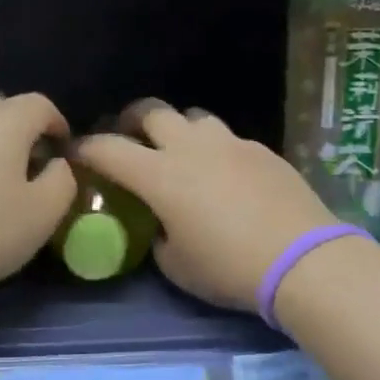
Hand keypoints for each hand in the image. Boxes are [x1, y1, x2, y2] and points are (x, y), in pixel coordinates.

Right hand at [75, 101, 336, 312]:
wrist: (302, 259)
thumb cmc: (229, 268)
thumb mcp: (177, 265)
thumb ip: (159, 237)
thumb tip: (162, 225)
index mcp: (160, 176)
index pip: (109, 149)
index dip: (86, 148)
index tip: (77, 154)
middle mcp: (191, 148)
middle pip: (152, 111)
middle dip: (131, 120)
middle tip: (129, 139)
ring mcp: (231, 143)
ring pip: (194, 117)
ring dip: (178, 130)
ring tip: (181, 153)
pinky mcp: (262, 150)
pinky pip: (228, 138)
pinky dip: (215, 149)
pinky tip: (226, 175)